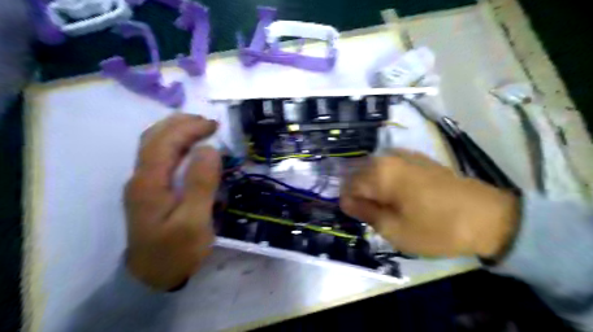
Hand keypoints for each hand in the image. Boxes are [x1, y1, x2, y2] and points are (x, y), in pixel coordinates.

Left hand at [123, 115, 221, 289]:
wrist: (153, 277)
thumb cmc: (176, 251)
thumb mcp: (194, 221)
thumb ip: (201, 184)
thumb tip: (209, 149)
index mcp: (149, 183)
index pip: (165, 142)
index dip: (189, 128)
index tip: (214, 125)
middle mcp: (141, 178)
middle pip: (154, 138)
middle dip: (181, 124)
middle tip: (209, 123)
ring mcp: (143, 184)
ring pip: (154, 146)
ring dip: (176, 131)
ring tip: (200, 128)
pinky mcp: (150, 190)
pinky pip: (159, 157)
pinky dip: (175, 144)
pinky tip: (189, 148)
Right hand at [338, 150, 519, 257]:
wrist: (489, 217)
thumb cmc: (436, 227)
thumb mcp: (394, 229)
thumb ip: (365, 212)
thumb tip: (345, 201)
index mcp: (380, 172)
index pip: (348, 184)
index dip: (348, 202)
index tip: (357, 217)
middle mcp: (389, 156)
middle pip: (360, 173)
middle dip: (360, 193)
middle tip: (372, 214)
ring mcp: (405, 154)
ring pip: (375, 169)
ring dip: (374, 187)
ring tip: (386, 206)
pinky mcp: (419, 158)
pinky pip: (391, 167)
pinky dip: (388, 180)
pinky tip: (399, 195)